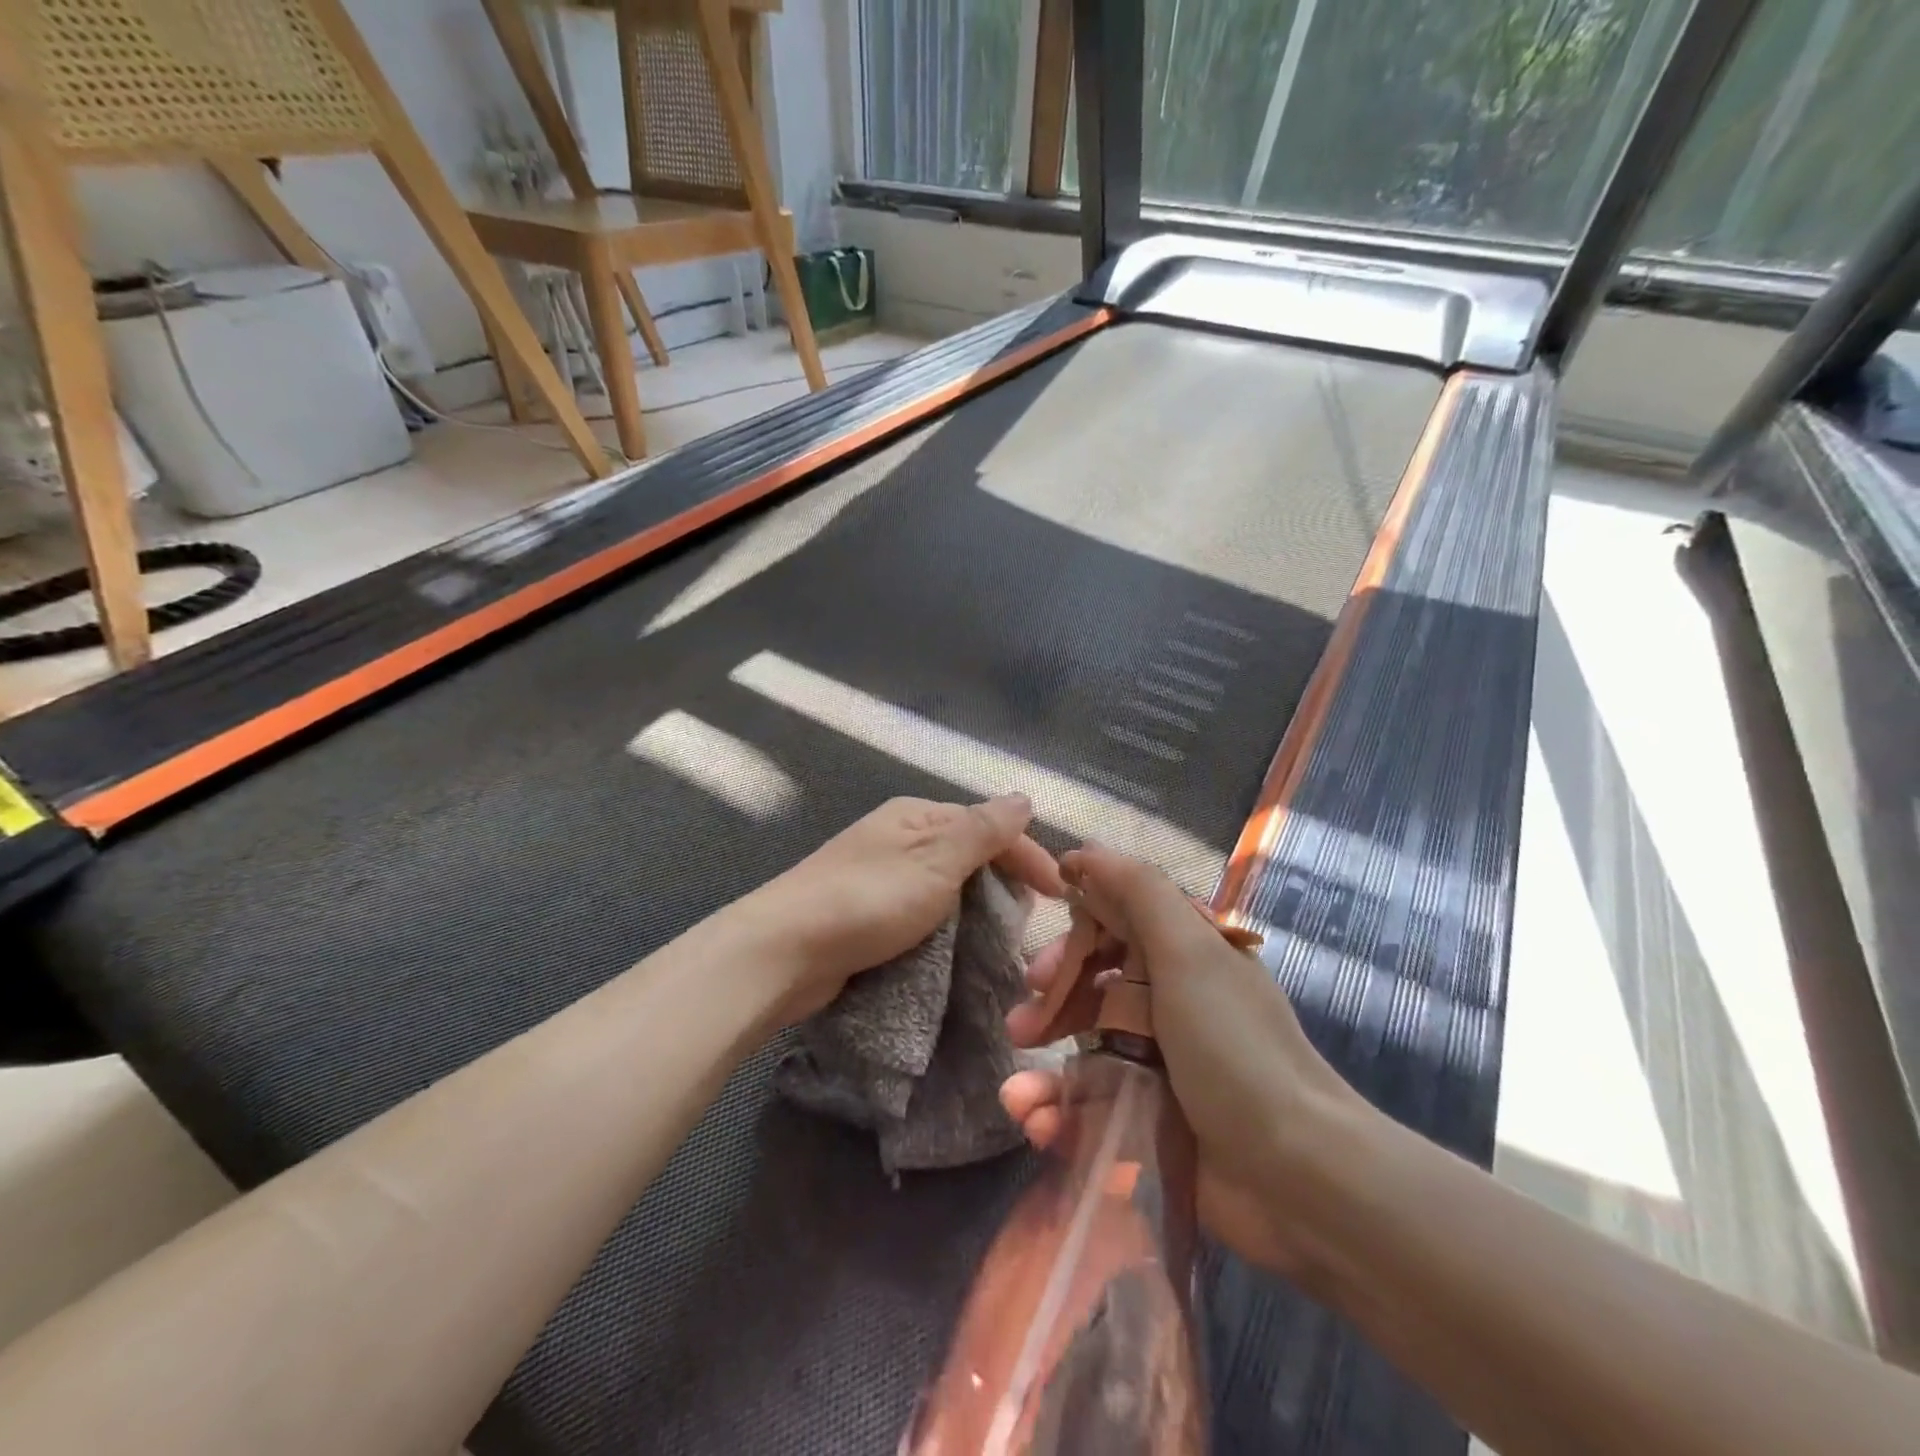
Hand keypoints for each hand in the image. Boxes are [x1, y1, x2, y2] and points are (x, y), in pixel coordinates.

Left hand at [742, 794, 1065, 1023]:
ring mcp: (879, 873)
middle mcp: (898, 836)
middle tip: (1029, 921)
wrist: (785, 950)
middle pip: (968, 851)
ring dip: (976, 906)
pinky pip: (922, 910)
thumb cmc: (868, 900)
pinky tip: (957, 947)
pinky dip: (947, 925)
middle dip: (1003, 880)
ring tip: (1001, 939)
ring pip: (946, 884)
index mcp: (916, 815)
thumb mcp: (936, 860)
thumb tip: (1024, 797)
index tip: (1060, 896)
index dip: (1028, 855)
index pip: (988, 825)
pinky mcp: (866, 911)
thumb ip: (983, 830)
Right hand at [1000, 846, 1361, 1279]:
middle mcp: (1173, 1003)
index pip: (1113, 928)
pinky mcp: (1151, 1124)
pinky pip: (1090, 1108)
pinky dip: (1057, 1115)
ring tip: (1016, 1096)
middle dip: (1052, 1005)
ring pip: (1084, 1051)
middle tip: (1023, 1028)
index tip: (1040, 968)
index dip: (1073, 943)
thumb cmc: (1235, 1049)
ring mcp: (1162, 1066)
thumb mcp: (1188, 952)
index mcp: (1185, 955)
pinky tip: (1034, 1122)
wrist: (1298, 1177)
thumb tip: (1082, 852)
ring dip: (1042, 1070)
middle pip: (1093, 988)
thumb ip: (1136, 891)